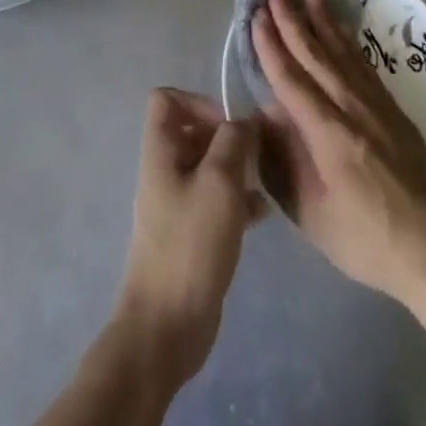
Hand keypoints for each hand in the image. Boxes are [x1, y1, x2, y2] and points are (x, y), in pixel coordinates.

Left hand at [113, 88, 263, 385]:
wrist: (167, 326)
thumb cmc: (191, 245)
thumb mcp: (219, 183)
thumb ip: (233, 142)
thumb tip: (243, 120)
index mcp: (160, 152)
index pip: (165, 99)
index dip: (198, 101)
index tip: (228, 125)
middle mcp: (165, 171)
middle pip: (193, 131)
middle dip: (227, 136)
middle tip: (256, 154)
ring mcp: (177, 203)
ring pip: (209, 166)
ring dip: (237, 168)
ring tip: (264, 182)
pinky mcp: (191, 232)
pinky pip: (216, 199)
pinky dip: (238, 199)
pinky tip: (262, 215)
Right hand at [253, 0, 425, 308]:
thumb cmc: (368, 240)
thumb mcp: (313, 215)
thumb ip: (283, 164)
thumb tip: (263, 119)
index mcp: (328, 134)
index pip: (291, 79)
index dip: (270, 46)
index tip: (255, 17)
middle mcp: (352, 108)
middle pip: (316, 54)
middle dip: (292, 19)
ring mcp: (377, 106)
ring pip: (342, 52)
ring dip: (321, 21)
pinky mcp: (394, 110)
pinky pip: (364, 64)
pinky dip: (348, 41)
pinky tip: (341, 31)